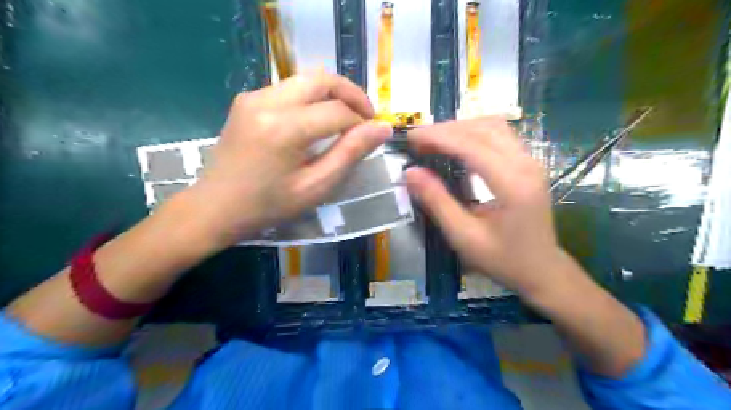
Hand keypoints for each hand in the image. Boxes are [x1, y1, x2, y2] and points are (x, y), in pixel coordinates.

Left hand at [178, 70, 394, 247]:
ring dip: (332, 94)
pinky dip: (311, 98)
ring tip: (346, 119)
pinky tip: (316, 120)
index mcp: (285, 128)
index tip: (373, 136)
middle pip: (323, 79)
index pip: (338, 111)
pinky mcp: (247, 99)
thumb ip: (350, 154)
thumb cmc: (269, 205)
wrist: (216, 206)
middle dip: (352, 95)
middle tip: (366, 117)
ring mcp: (253, 96)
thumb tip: (382, 129)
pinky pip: (289, 88)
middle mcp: (267, 101)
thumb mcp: (316, 186)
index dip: (361, 122)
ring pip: (306, 79)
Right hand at [406, 116, 563, 295]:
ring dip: (461, 128)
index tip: (412, 137)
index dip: (439, 137)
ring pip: (494, 127)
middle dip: (447, 129)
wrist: (541, 270)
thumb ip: (437, 202)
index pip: (472, 146)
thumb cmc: (502, 259)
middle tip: (419, 139)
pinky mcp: (528, 164)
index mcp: (512, 184)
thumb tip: (411, 173)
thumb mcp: (464, 236)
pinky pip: (500, 136)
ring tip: (434, 139)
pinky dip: (474, 133)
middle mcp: (526, 165)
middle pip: (484, 129)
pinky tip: (458, 145)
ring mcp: (531, 162)